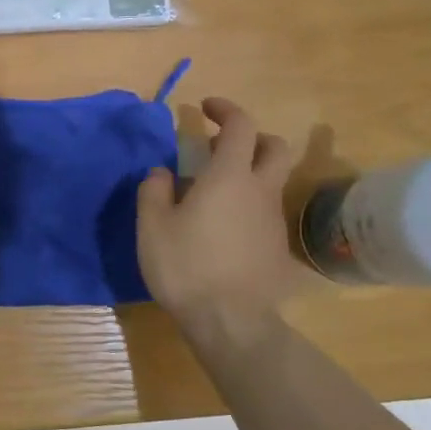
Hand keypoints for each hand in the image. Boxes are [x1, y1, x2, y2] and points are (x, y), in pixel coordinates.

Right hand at [137, 97, 301, 334]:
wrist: (230, 321)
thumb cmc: (186, 266)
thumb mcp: (152, 227)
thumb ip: (154, 190)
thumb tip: (161, 172)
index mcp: (229, 176)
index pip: (239, 125)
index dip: (225, 109)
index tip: (206, 108)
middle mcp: (260, 190)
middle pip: (274, 147)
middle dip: (252, 138)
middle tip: (221, 148)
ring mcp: (274, 220)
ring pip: (272, 181)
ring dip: (249, 175)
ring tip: (214, 195)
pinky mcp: (278, 248)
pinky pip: (266, 214)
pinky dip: (249, 208)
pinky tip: (225, 231)